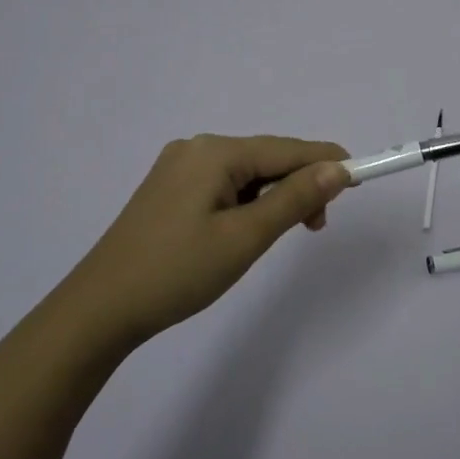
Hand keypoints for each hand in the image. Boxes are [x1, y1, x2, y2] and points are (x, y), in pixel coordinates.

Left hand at [60, 134, 349, 347]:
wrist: (99, 309)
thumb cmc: (177, 272)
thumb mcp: (245, 237)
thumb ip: (294, 199)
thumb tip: (338, 168)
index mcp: (214, 152)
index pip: (287, 149)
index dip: (327, 162)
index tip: (360, 181)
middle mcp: (196, 148)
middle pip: (267, 158)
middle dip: (299, 185)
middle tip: (317, 227)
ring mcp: (178, 168)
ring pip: (246, 174)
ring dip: (274, 197)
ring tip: (285, 233)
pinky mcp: (169, 190)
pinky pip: (224, 185)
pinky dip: (248, 203)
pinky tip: (249, 229)